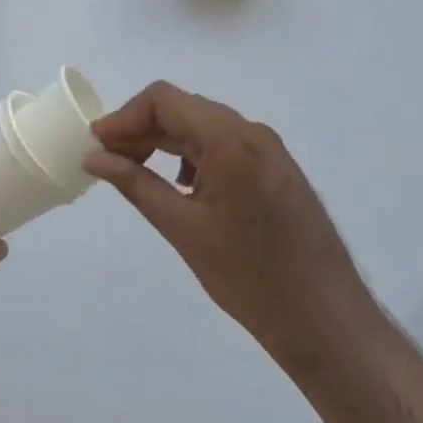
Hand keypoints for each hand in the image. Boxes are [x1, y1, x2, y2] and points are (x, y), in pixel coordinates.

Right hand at [88, 82, 377, 375]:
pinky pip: (224, 144)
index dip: (124, 116)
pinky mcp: (276, 168)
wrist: (327, 322)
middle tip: (108, 159)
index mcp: (229, 140)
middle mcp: (252, 131)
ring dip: (165, 140)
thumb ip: (135, 184)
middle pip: (183, 109)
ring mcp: (269, 149)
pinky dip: (192, 153)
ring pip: (203, 125)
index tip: (97, 143)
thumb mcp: (182, 228)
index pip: (163, 100)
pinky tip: (179, 183)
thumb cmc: (250, 278)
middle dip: (141, 128)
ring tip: (135, 170)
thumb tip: (94, 157)